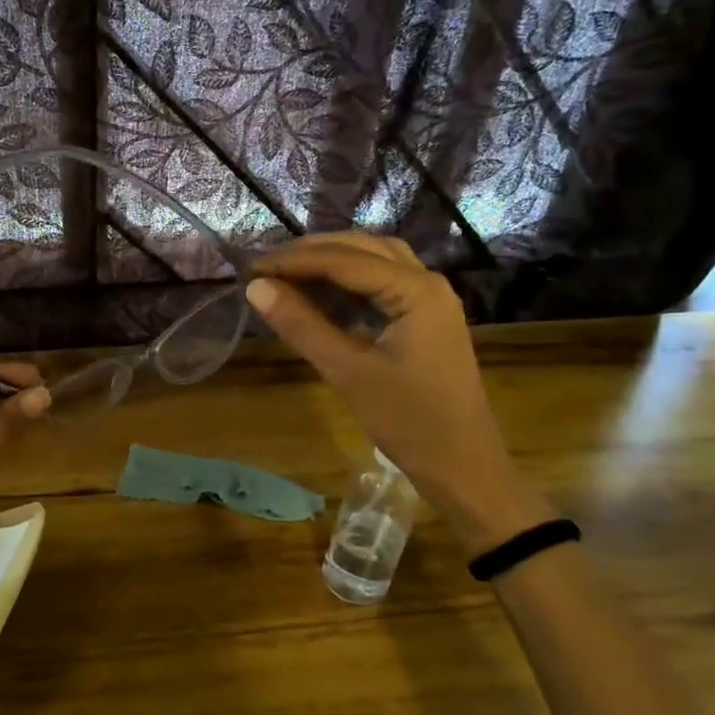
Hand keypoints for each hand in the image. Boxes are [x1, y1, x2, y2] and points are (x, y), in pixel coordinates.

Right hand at [245, 233, 551, 553]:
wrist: (463, 466)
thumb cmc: (409, 421)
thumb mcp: (348, 372)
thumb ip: (302, 325)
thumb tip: (256, 288)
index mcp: (416, 290)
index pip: (344, 259)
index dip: (294, 261)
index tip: (251, 268)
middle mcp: (427, 282)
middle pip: (362, 248)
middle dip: (311, 253)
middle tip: (264, 267)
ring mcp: (430, 300)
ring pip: (375, 261)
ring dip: (331, 261)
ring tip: (286, 272)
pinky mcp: (426, 319)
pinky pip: (383, 283)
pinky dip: (348, 281)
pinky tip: (320, 293)